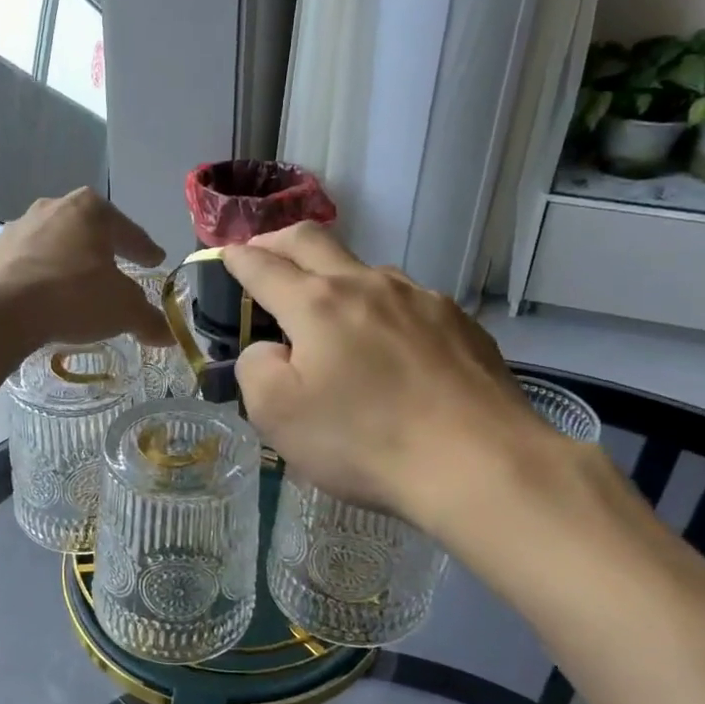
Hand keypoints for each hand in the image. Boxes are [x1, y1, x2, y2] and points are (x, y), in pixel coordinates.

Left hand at [0, 189, 175, 351]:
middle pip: (90, 231)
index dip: (145, 249)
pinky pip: (31, 263)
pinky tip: (48, 296)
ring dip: (71, 262)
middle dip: (105, 250)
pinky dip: (44, 275)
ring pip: (57, 244)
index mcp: (92, 210)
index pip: (129, 231)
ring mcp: (20, 227)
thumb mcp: (123, 311)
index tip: (155, 260)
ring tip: (81, 285)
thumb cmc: (73, 296)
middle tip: (120, 268)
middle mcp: (54, 207)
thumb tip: (169, 336)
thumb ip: (149, 320)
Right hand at [223, 224, 561, 532]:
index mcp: (317, 304)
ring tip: (330, 313)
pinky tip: (390, 347)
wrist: (480, 464)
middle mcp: (368, 285)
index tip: (224, 255)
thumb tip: (269, 349)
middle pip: (312, 240)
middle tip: (263, 252)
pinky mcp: (459, 322)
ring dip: (334, 277)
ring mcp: (420, 299)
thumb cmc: (364, 441)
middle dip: (277, 240)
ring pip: (365, 270)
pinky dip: (380, 309)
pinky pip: (407, 302)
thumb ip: (255, 368)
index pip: (263, 266)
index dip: (237, 258)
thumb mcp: (278, 415)